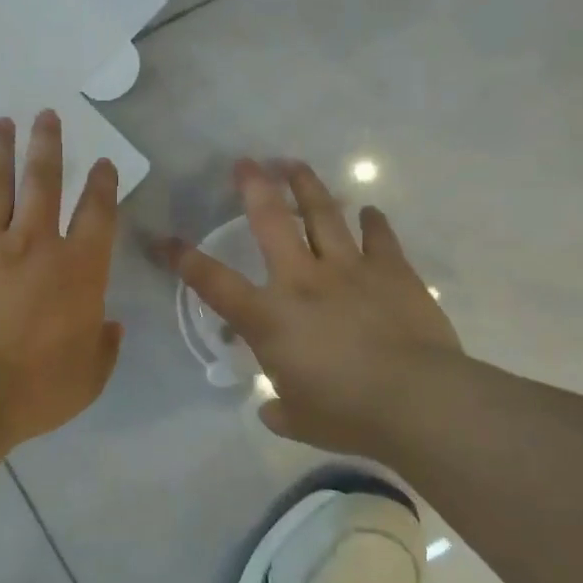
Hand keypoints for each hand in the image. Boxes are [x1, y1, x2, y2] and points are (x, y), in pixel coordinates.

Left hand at [0, 112, 123, 448]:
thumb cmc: (34, 391)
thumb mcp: (88, 379)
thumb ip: (104, 348)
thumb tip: (112, 326)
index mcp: (78, 269)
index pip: (97, 214)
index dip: (103, 185)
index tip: (103, 162)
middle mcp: (34, 243)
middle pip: (43, 181)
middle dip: (47, 144)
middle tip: (46, 114)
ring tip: (0, 123)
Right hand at [172, 159, 461, 456]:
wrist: (419, 401)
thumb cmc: (348, 414)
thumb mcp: (299, 420)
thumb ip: (279, 409)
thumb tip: (271, 410)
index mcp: (269, 317)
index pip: (213, 282)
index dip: (182, 259)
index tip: (163, 240)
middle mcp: (303, 280)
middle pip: (271, 221)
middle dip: (253, 187)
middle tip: (245, 163)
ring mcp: (350, 270)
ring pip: (323, 214)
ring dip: (307, 186)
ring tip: (295, 164)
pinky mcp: (393, 272)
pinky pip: (379, 238)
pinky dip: (373, 222)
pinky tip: (368, 211)